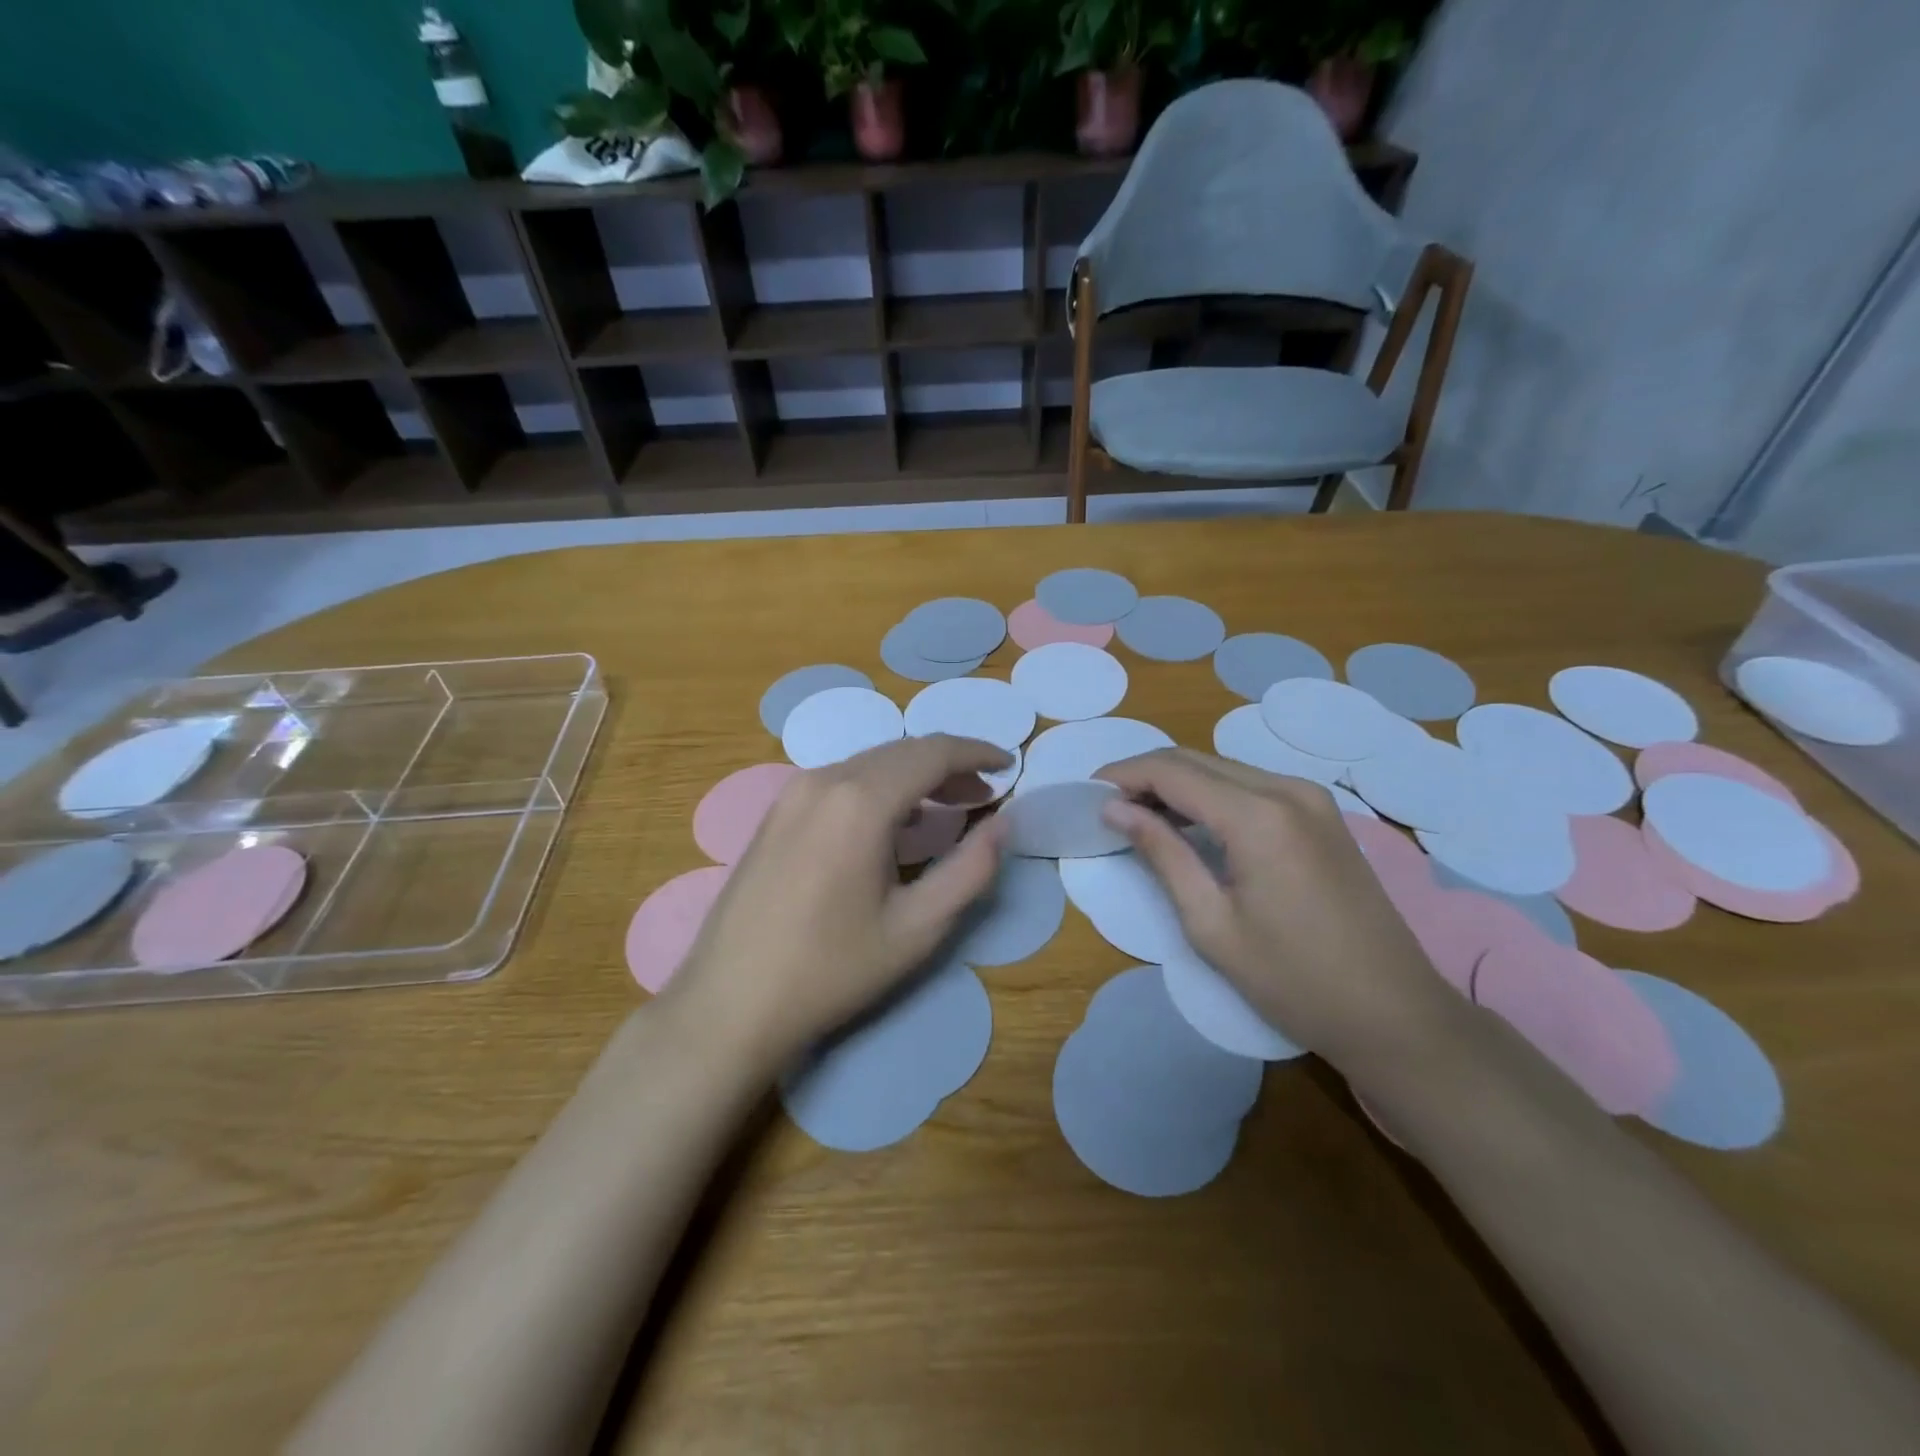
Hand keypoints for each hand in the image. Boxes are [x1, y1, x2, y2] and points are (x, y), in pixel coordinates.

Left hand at [666, 735, 1010, 1068]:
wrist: (730, 1002)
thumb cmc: (832, 969)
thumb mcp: (917, 927)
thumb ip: (971, 869)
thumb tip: (1004, 824)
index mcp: (860, 800)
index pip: (932, 752)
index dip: (976, 751)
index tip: (1008, 764)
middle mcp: (824, 780)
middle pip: (900, 752)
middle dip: (948, 765)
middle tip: (983, 793)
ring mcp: (792, 793)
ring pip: (869, 763)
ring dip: (913, 775)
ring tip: (947, 806)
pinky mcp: (775, 813)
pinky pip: (840, 781)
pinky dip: (879, 788)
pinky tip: (892, 824)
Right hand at [1096, 748, 1455, 1068]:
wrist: (1394, 1012)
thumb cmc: (1293, 979)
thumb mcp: (1211, 924)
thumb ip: (1162, 854)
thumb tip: (1115, 809)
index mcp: (1258, 815)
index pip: (1172, 771)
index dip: (1123, 774)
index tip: (1086, 790)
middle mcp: (1287, 789)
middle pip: (1197, 759)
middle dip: (1145, 774)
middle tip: (1107, 804)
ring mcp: (1312, 798)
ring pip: (1224, 768)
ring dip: (1177, 782)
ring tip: (1139, 814)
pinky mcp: (1323, 814)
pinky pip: (1251, 785)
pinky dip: (1211, 794)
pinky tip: (1190, 822)